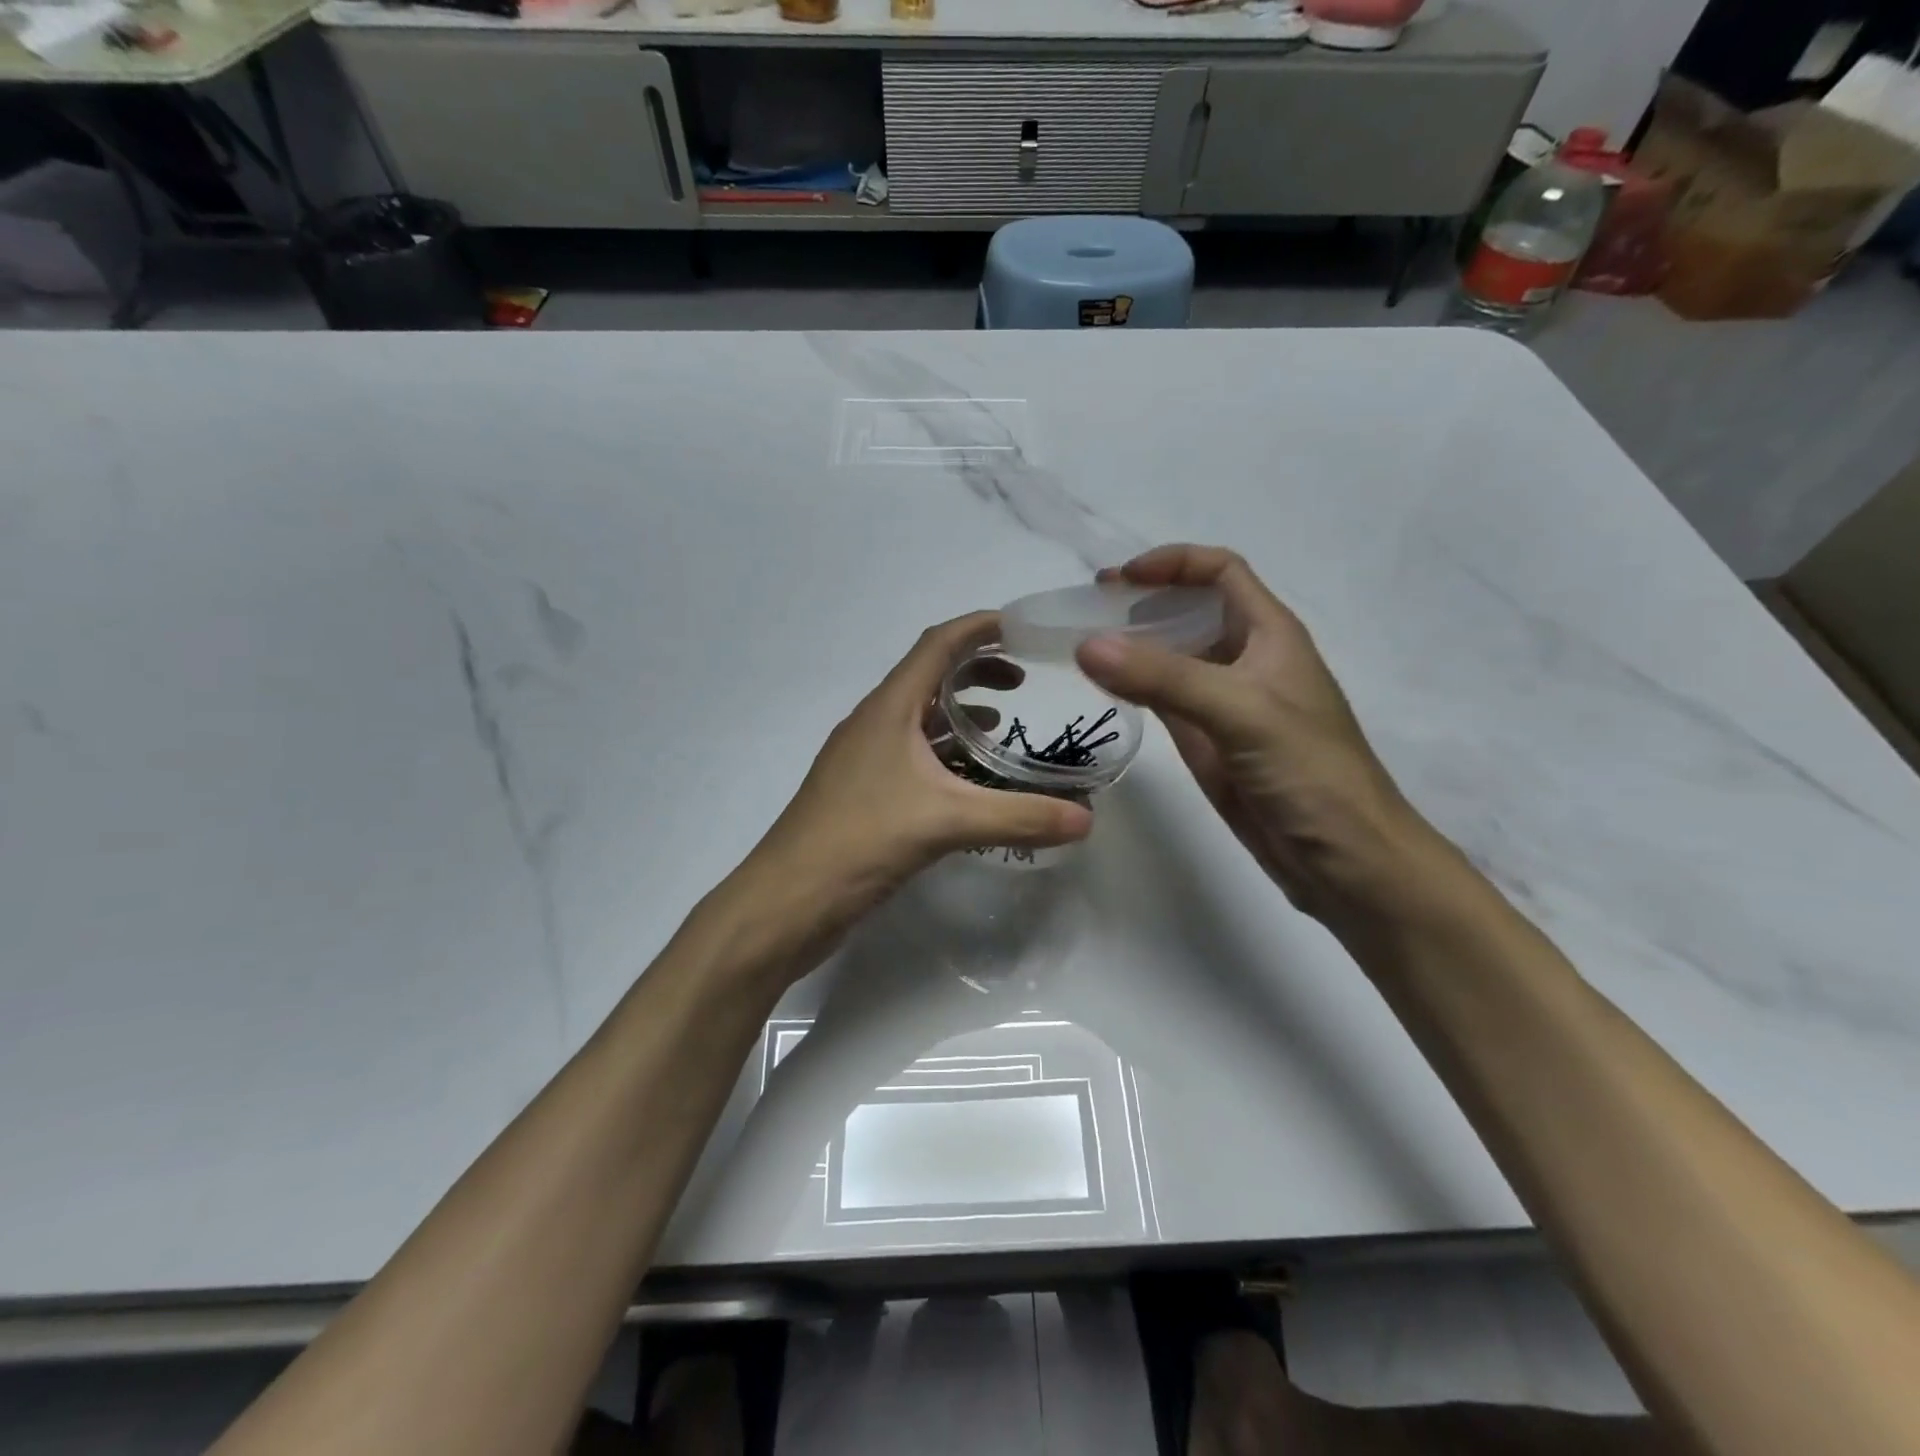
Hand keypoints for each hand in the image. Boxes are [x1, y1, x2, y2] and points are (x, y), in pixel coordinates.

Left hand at [756, 612, 1092, 924]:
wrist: (786, 900)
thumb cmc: (860, 841)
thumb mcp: (947, 823)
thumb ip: (1019, 817)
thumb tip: (1087, 820)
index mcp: (888, 709)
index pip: (937, 644)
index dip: (980, 628)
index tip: (1024, 628)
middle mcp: (874, 724)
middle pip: (929, 677)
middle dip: (976, 670)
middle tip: (1023, 683)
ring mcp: (865, 760)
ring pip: (919, 719)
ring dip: (960, 713)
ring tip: (1005, 725)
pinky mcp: (863, 794)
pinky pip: (912, 756)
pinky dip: (945, 754)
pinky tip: (969, 780)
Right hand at [1075, 545, 1429, 921]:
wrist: (1344, 860)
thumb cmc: (1310, 773)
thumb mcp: (1240, 712)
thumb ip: (1163, 677)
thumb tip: (1086, 645)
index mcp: (1269, 633)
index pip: (1220, 572)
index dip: (1172, 563)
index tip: (1119, 578)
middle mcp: (1245, 659)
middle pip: (1189, 610)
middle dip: (1141, 603)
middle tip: (1086, 610)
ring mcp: (1224, 703)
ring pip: (1172, 657)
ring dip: (1132, 646)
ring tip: (1082, 646)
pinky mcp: (1208, 742)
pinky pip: (1164, 701)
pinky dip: (1133, 688)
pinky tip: (1103, 688)